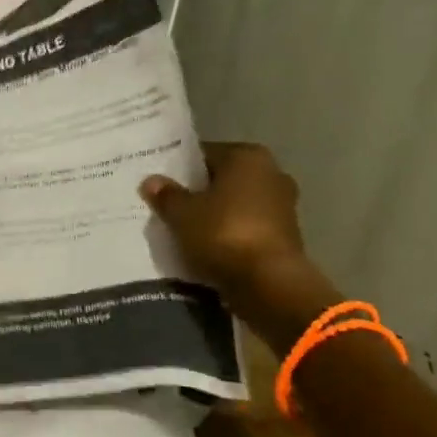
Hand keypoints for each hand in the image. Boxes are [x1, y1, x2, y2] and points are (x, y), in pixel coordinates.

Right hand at [141, 143, 309, 302]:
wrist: (268, 282)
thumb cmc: (223, 233)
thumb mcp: (182, 213)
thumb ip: (166, 195)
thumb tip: (151, 181)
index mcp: (248, 157)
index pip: (205, 154)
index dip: (179, 169)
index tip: (159, 183)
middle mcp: (271, 173)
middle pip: (222, 179)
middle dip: (198, 192)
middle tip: (167, 205)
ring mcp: (282, 205)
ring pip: (235, 204)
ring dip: (214, 214)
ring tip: (183, 228)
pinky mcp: (285, 236)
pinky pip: (246, 227)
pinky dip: (228, 233)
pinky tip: (205, 246)